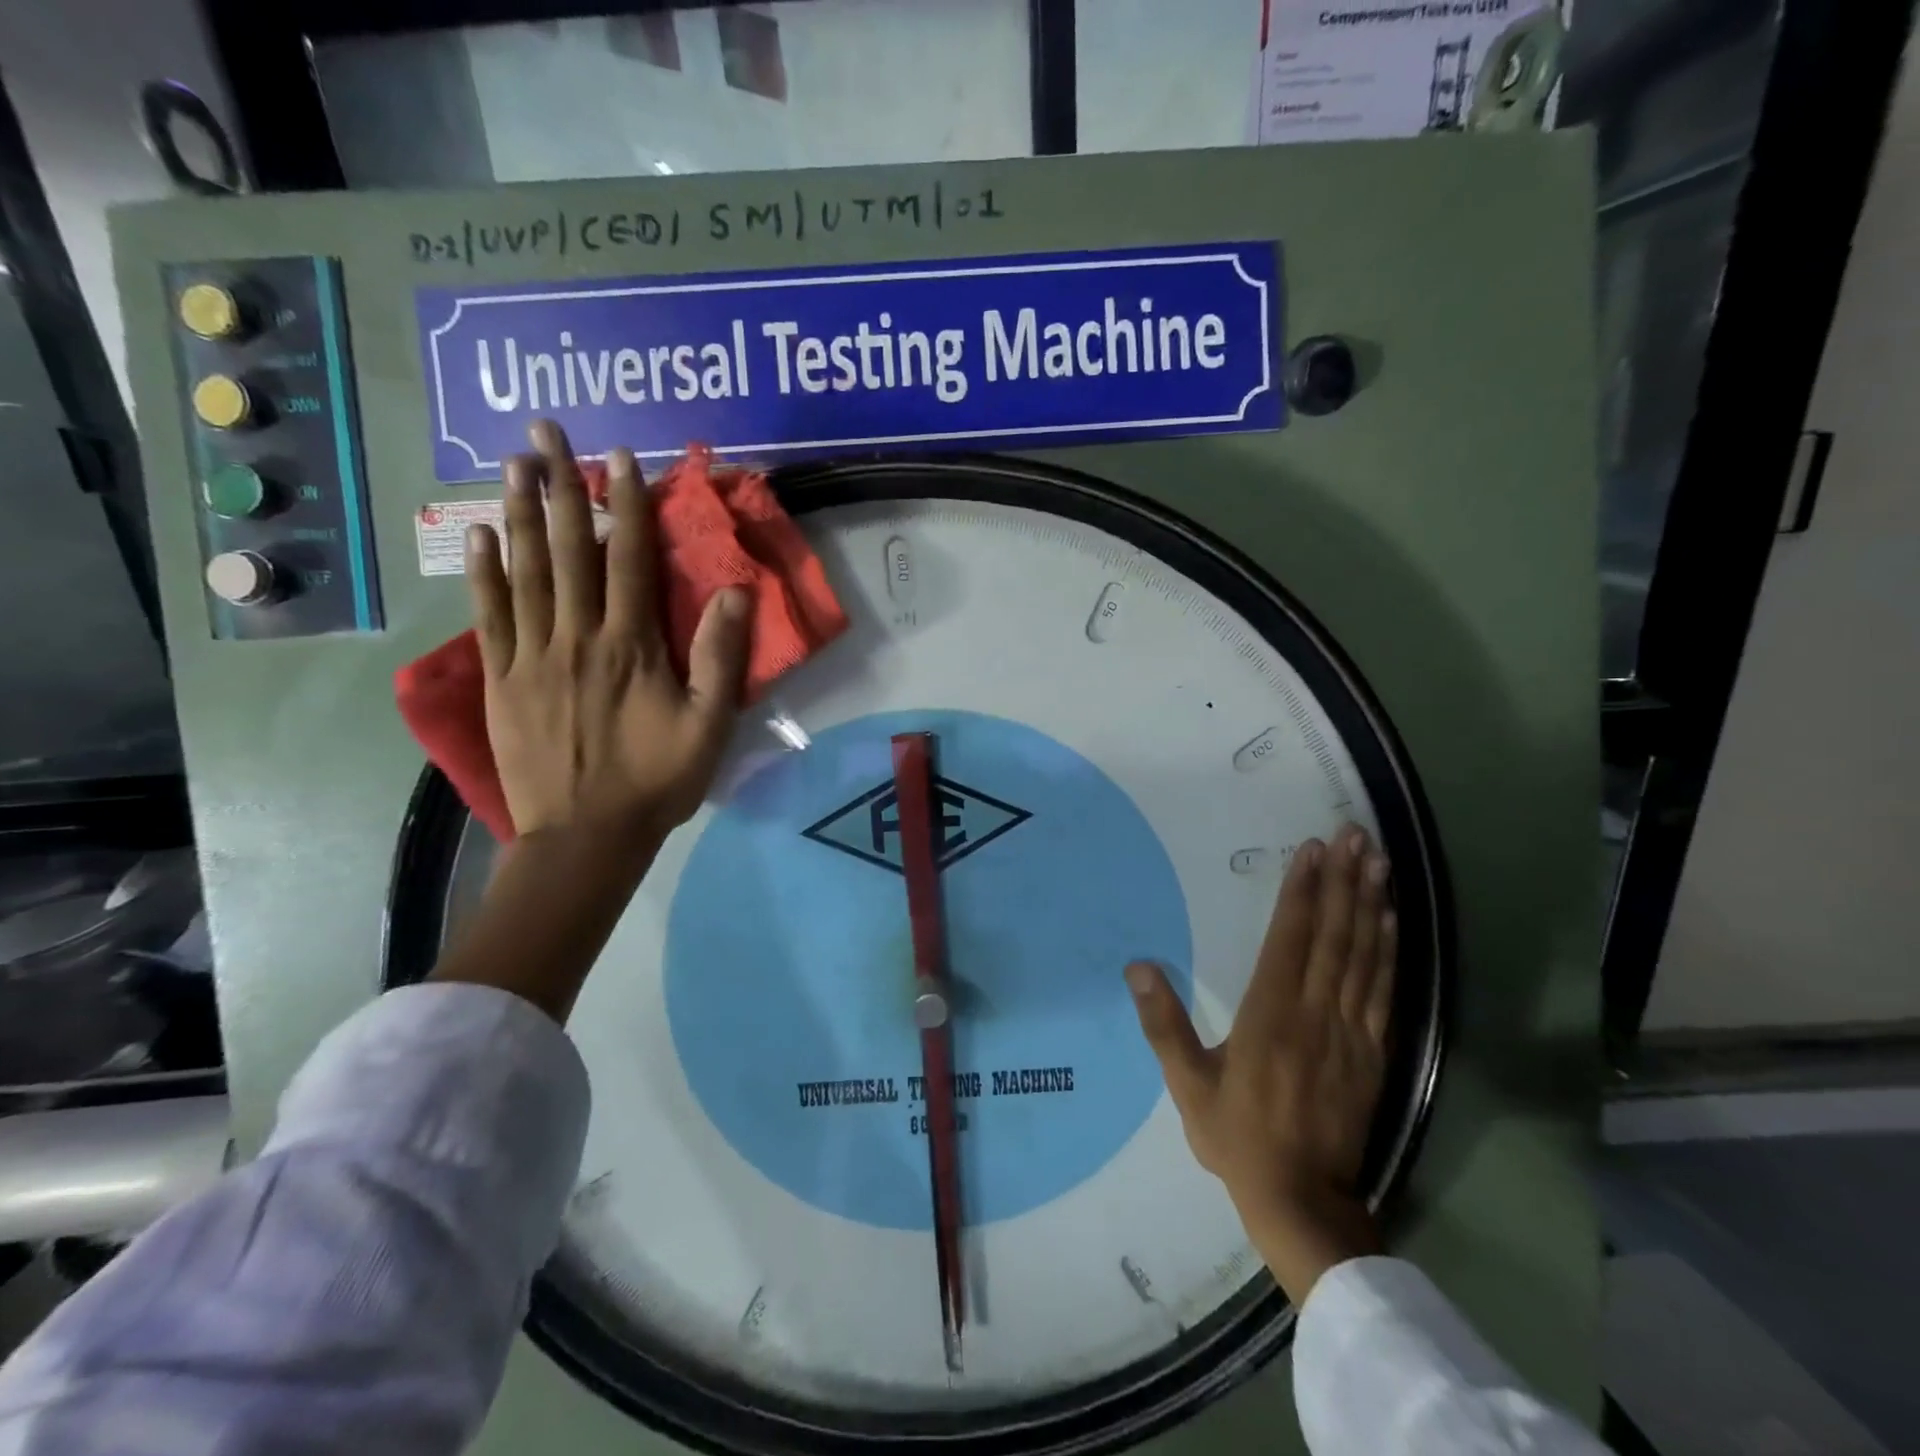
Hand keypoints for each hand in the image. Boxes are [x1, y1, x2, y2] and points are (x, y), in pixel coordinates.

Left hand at [467, 419, 750, 842]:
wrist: (586, 836)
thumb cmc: (656, 780)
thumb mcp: (709, 726)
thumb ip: (720, 658)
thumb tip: (732, 591)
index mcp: (631, 646)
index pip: (628, 560)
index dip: (624, 505)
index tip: (618, 458)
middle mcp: (578, 637)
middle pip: (567, 550)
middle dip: (558, 486)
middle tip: (544, 430)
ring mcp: (532, 656)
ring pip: (524, 572)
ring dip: (518, 513)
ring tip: (512, 462)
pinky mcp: (502, 680)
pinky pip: (490, 615)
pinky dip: (483, 572)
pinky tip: (478, 535)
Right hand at [1127, 826, 1395, 1303]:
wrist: (1302, 1200)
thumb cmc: (1237, 1136)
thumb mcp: (1186, 1083)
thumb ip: (1162, 1023)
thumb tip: (1138, 967)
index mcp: (1270, 1015)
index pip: (1290, 939)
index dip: (1302, 892)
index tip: (1312, 850)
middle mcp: (1316, 1013)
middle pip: (1334, 936)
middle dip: (1344, 881)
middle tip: (1355, 836)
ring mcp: (1352, 1032)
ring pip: (1364, 956)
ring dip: (1371, 904)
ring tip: (1377, 862)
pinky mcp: (1375, 1052)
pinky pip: (1384, 990)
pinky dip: (1388, 951)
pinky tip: (1389, 921)